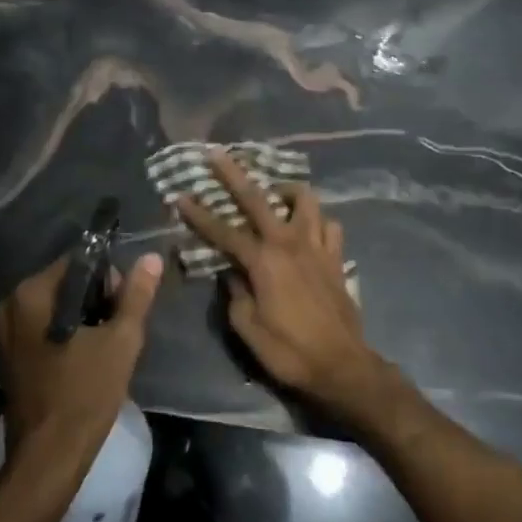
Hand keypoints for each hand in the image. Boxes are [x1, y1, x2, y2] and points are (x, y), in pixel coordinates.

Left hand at [0, 252, 162, 489]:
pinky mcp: (12, 356)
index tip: (126, 306)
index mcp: (32, 293)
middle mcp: (13, 304)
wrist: (49, 459)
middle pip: (68, 284)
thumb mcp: (120, 341)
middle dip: (98, 300)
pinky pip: (47, 329)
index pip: (79, 261)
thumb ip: (136, 296)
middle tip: (120, 331)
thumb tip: (151, 258)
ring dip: (86, 320)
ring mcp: (8, 332)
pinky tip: (89, 360)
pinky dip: (70, 336)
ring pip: (59, 308)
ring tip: (108, 347)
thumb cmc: (85, 394)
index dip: (109, 277)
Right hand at [176, 151, 393, 427]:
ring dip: (286, 191)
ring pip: (305, 200)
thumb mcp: (247, 328)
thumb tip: (231, 273)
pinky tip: (307, 229)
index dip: (198, 213)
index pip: (222, 230)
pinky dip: (317, 221)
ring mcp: (317, 247)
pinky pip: (329, 226)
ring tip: (274, 194)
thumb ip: (235, 293)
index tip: (179, 194)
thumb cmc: (289, 351)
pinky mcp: (336, 258)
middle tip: (217, 154)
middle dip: (234, 174)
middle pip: (258, 198)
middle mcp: (289, 243)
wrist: (342, 367)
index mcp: (262, 260)